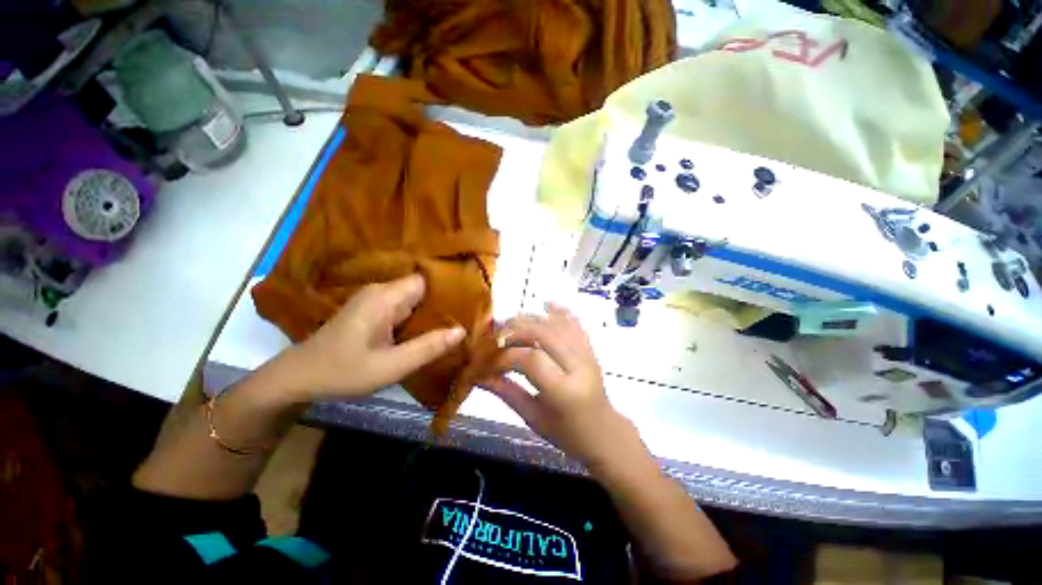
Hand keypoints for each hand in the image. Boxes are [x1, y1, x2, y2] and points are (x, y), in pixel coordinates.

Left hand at [287, 274, 465, 400]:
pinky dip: (420, 318)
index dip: (449, 288)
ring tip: (457, 323)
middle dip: (445, 302)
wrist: (299, 377)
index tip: (470, 301)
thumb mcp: (390, 366)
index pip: (427, 280)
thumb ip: (428, 348)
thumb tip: (461, 331)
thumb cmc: (343, 371)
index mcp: (385, 297)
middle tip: (469, 317)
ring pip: (415, 299)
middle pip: (423, 288)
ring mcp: (376, 300)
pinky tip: (433, 330)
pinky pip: (405, 307)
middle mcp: (381, 291)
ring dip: (433, 311)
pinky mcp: (373, 310)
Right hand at [478, 303, 631, 466]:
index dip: (506, 355)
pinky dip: (560, 311)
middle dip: (516, 330)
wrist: (603, 431)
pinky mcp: (590, 348)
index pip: (531, 359)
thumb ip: (506, 392)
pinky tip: (546, 304)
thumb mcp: (533, 417)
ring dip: (532, 318)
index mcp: (564, 391)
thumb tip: (478, 376)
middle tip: (496, 335)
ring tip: (511, 322)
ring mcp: (588, 354)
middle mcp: (579, 366)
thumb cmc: (566, 433)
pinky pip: (575, 323)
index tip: (488, 359)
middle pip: (544, 333)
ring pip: (557, 324)